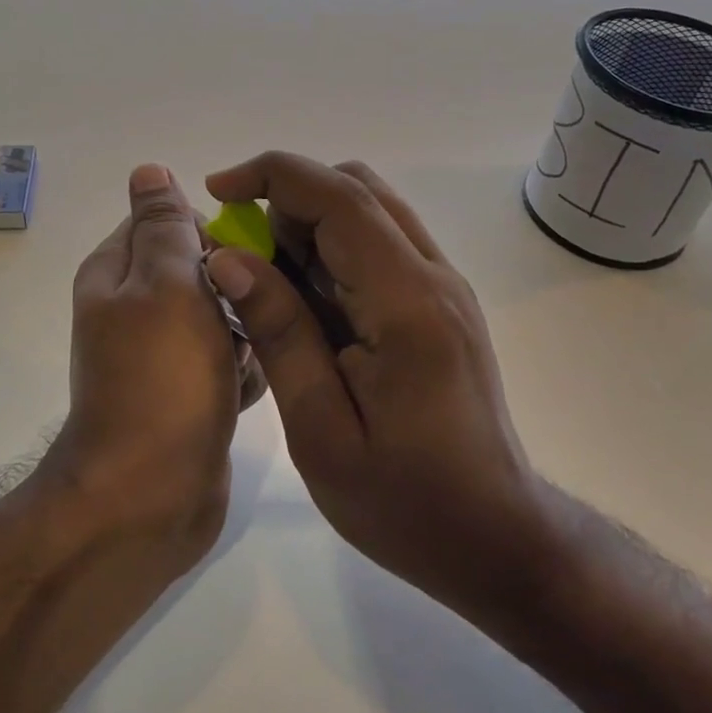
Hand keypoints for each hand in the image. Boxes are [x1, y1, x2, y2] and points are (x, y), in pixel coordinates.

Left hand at [49, 164, 261, 566]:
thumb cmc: (162, 379)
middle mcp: (132, 310)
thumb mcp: (165, 284)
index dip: (209, 228)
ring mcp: (159, 357)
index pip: (165, 220)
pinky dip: (243, 368)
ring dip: (246, 324)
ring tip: (265, 343)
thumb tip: (148, 169)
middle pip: (197, 268)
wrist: (150, 498)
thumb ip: (163, 225)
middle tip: (264, 299)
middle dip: (235, 279)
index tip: (249, 249)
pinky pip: (224, 362)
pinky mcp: (186, 395)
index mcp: (115, 274)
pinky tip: (254, 385)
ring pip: (218, 315)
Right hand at [202, 152, 545, 617]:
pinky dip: (329, 248)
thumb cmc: (404, 501)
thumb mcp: (321, 429)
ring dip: (307, 223)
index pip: (339, 196)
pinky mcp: (438, 301)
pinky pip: (378, 243)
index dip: (272, 175)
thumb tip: (228, 258)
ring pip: (368, 209)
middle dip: (286, 199)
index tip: (216, 189)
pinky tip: (304, 302)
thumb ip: (279, 333)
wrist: (495, 537)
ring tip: (267, 283)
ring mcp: (442, 285)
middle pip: (355, 188)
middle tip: (241, 255)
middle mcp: (433, 275)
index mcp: (407, 302)